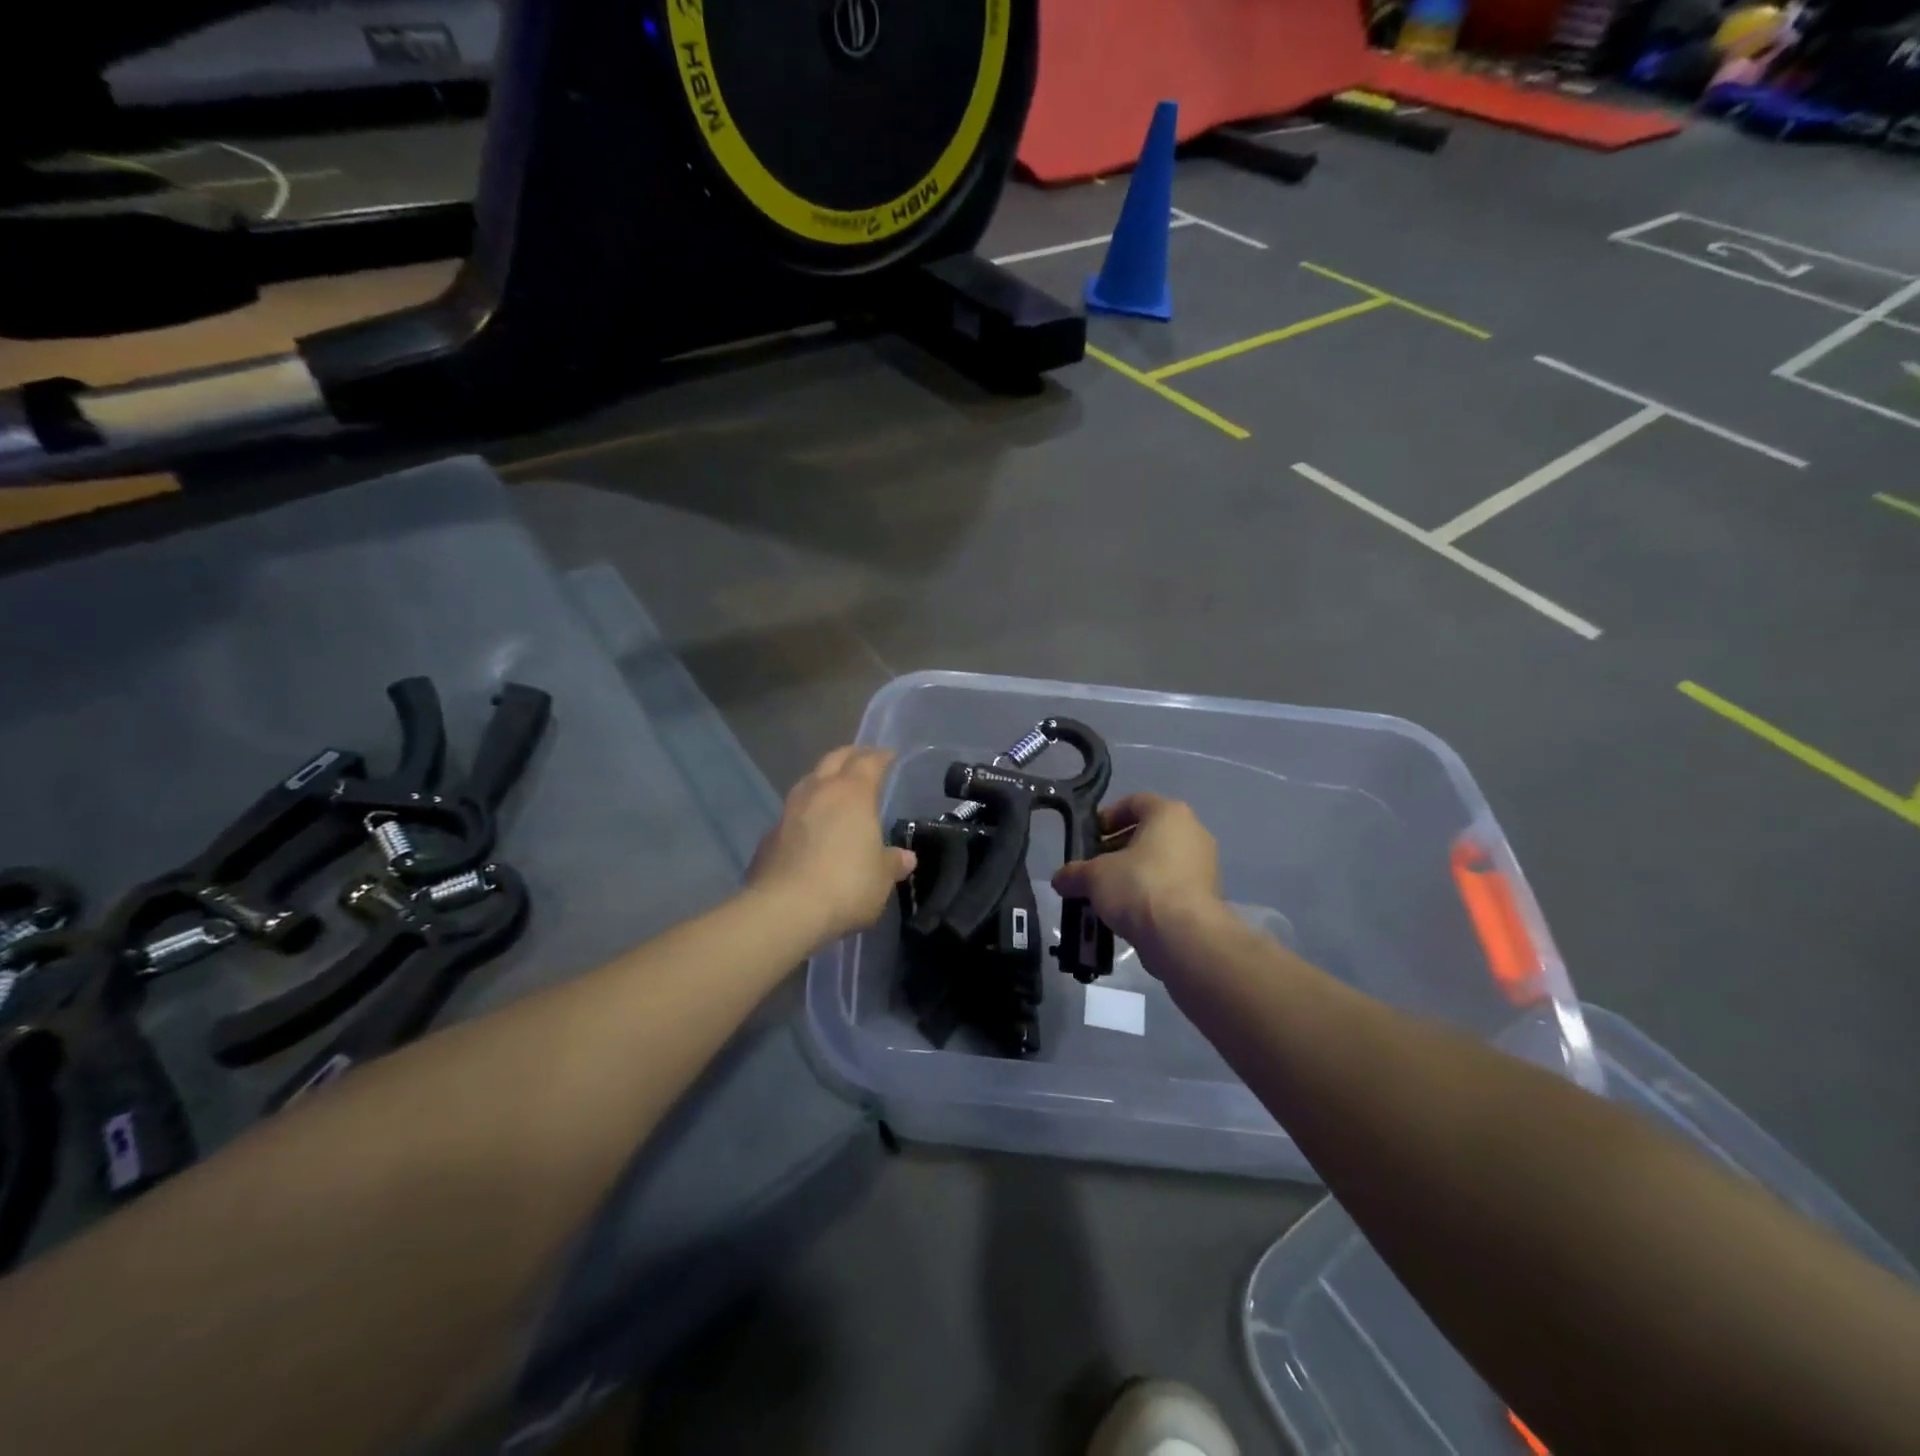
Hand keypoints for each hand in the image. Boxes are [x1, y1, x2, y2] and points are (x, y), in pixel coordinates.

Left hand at [748, 746, 915, 946]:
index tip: (890, 757)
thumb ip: (892, 863)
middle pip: (834, 759)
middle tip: (862, 759)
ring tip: (834, 790)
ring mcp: (789, 811)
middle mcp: (819, 792)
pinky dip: (805, 814)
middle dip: (850, 756)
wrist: (784, 909)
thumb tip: (905, 858)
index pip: (869, 762)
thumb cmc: (846, 885)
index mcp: (853, 793)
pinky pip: (792, 814)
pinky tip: (810, 829)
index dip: (881, 757)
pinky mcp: (769, 836)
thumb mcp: (881, 878)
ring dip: (823, 781)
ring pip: (808, 782)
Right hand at [1052, 794, 1223, 967]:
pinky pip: (1171, 887)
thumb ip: (1074, 873)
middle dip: (1117, 850)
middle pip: (1148, 834)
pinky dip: (1149, 895)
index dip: (1108, 817)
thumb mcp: (1094, 876)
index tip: (1089, 837)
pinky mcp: (1207, 898)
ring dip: (1132, 875)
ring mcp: (1204, 867)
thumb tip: (1060, 879)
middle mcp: (1193, 833)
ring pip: (1160, 863)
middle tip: (1094, 868)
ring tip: (1106, 895)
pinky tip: (1127, 914)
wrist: (1183, 936)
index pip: (1135, 802)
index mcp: (1169, 814)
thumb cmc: (1139, 886)